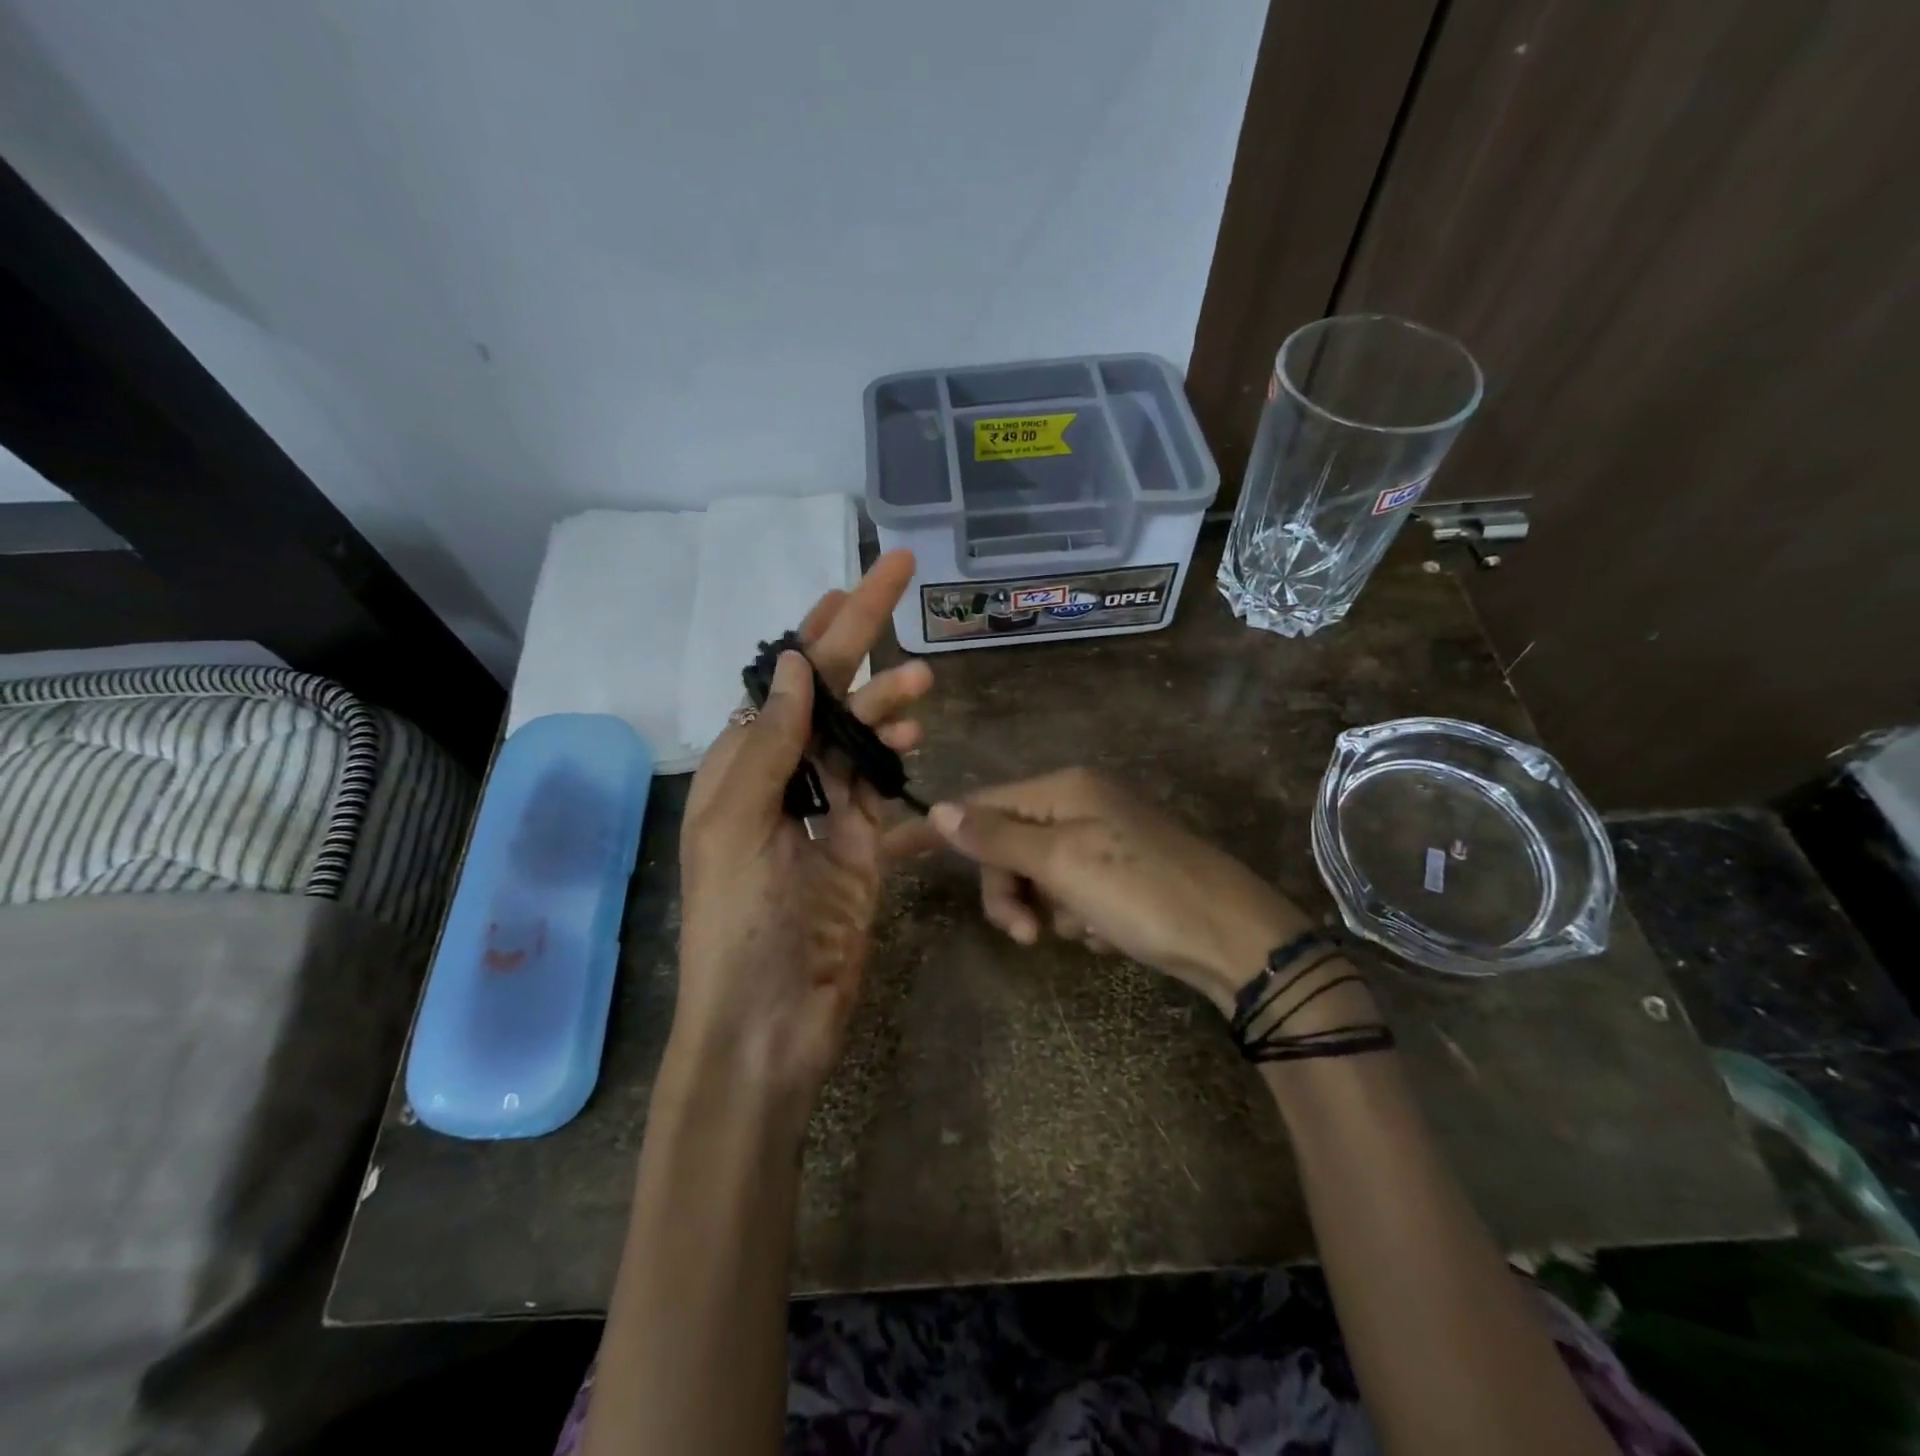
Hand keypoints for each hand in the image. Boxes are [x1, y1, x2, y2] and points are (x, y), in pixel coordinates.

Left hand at [672, 551, 930, 1107]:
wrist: (768, 1023)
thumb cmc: (740, 924)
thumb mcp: (737, 827)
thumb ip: (768, 746)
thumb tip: (795, 666)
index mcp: (743, 767)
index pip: (789, 681)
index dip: (822, 629)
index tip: (856, 583)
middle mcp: (784, 781)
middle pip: (832, 698)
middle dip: (864, 645)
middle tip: (903, 587)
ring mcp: (826, 816)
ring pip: (863, 741)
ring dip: (889, 707)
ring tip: (924, 687)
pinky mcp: (862, 851)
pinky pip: (886, 794)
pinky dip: (902, 769)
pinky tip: (921, 748)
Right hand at [895, 768, 1314, 1013]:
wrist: (1233, 938)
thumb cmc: (1140, 892)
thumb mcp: (1061, 863)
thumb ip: (997, 837)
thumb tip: (939, 809)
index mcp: (1065, 789)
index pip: (982, 804)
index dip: (940, 830)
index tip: (890, 853)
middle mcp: (1082, 803)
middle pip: (1010, 844)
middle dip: (1011, 890)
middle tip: (1026, 935)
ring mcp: (1104, 837)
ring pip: (1040, 874)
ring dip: (1049, 908)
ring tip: (1084, 931)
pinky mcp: (1122, 871)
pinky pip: (1074, 892)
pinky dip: (1081, 917)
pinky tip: (1109, 933)